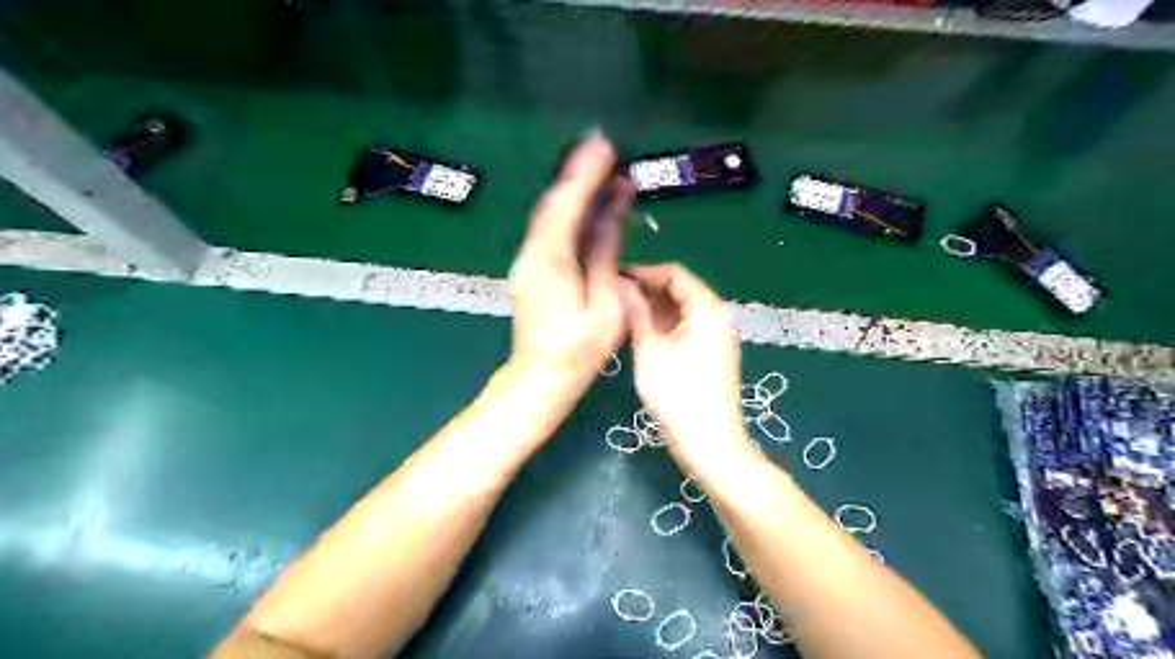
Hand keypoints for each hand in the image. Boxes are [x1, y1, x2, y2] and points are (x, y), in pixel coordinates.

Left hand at [505, 131, 632, 394]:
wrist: (541, 376)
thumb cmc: (578, 350)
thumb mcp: (604, 306)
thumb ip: (604, 257)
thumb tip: (611, 215)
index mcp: (550, 262)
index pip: (567, 206)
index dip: (585, 174)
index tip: (604, 146)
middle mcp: (532, 254)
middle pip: (554, 205)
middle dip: (579, 174)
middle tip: (605, 148)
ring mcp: (528, 261)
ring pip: (551, 216)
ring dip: (575, 190)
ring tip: (601, 168)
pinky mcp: (532, 269)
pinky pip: (551, 231)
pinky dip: (570, 212)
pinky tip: (588, 205)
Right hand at [618, 262, 746, 458]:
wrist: (708, 444)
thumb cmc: (679, 395)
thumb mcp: (650, 350)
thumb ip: (636, 313)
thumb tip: (620, 284)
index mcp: (708, 310)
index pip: (675, 274)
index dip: (644, 272)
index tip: (614, 277)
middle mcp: (714, 319)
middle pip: (678, 292)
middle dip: (645, 290)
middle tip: (610, 296)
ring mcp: (711, 339)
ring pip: (677, 312)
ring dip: (649, 309)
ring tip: (616, 312)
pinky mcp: (704, 357)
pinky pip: (679, 330)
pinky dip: (658, 327)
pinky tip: (633, 332)